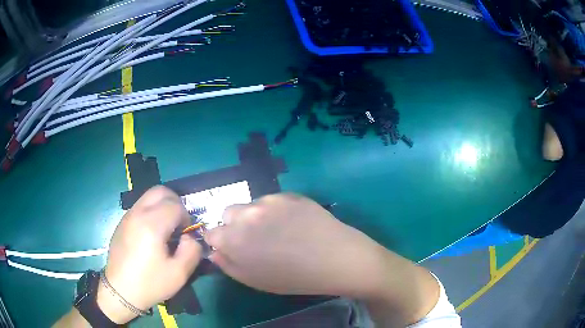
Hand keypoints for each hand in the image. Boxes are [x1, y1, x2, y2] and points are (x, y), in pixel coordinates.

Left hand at [97, 186, 202, 323]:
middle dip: (175, 203)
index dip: (186, 217)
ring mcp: (127, 216)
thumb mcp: (180, 273)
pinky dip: (151, 211)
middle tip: (179, 223)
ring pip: (148, 196)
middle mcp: (138, 213)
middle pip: (160, 191)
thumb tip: (190, 237)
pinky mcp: (122, 222)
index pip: (175, 205)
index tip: (186, 234)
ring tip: (166, 228)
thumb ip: (192, 250)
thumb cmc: (150, 283)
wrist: (121, 291)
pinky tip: (151, 234)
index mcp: (152, 225)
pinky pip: (140, 206)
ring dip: (162, 206)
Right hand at [204, 194, 385, 297]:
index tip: (233, 248)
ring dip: (255, 216)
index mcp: (233, 238)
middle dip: (235, 225)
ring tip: (279, 231)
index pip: (212, 233)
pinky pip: (272, 200)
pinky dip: (275, 210)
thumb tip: (215, 252)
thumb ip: (228, 265)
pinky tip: (294, 223)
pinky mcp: (288, 194)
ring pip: (250, 205)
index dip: (220, 241)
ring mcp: (268, 200)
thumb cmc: (293, 277)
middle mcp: (245, 214)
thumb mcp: (255, 280)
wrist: (333, 258)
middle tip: (256, 239)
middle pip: (228, 214)